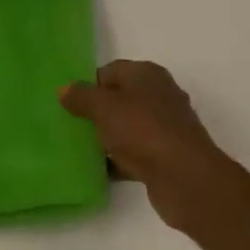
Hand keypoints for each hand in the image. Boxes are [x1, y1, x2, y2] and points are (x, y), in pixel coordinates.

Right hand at [61, 60, 238, 232]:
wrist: (185, 178)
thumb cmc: (142, 130)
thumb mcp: (104, 107)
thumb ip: (81, 96)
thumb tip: (64, 88)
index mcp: (146, 74)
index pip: (110, 71)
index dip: (88, 85)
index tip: (67, 103)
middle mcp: (158, 95)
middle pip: (118, 99)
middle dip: (94, 112)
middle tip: (68, 124)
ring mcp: (163, 127)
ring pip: (125, 127)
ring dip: (105, 138)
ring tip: (77, 148)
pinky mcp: (164, 156)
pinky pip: (133, 153)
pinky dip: (117, 160)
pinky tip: (97, 170)